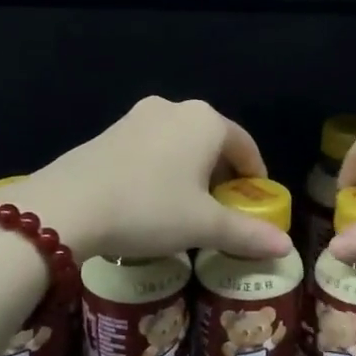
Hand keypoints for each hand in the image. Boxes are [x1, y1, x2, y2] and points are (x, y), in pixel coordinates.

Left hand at [11, 98, 293, 260]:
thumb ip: (248, 234)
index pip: (245, 145)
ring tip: (185, 208)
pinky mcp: (110, 130)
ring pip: (179, 143)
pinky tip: (149, 199)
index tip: (254, 203)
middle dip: (221, 175)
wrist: (68, 206)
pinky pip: (150, 147)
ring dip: (189, 172)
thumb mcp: (202, 226)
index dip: (254, 176)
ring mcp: (138, 116)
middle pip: (212, 142)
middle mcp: (174, 108)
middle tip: (221, 211)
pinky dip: (161, 169)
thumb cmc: (149, 209)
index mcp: (205, 122)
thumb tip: (287, 248)